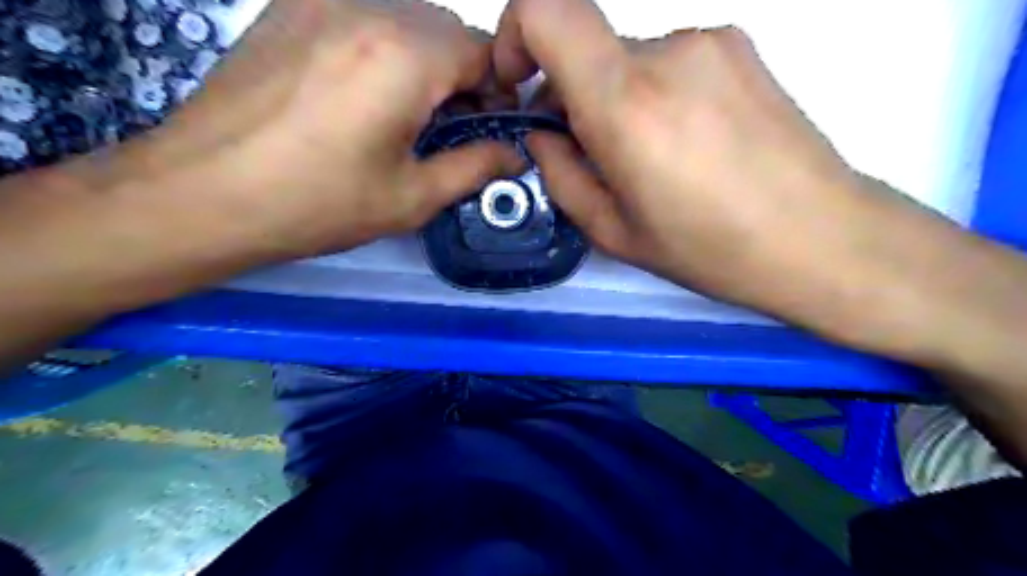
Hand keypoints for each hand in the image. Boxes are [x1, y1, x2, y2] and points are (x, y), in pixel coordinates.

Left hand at [131, 0, 521, 258]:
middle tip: (448, 126)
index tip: (488, 127)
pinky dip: (382, 48)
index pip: (484, 49)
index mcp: (405, 56)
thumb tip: (516, 155)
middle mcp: (367, 7)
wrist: (203, 194)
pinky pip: (360, 15)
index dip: (498, 89)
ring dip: (423, 60)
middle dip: (462, 74)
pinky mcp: (288, 6)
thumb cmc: (319, 203)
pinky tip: (362, 93)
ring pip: (405, 18)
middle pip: (446, 28)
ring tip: (404, 114)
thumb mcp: (412, 196)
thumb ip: (475, 167)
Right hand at [489, 0, 899, 323]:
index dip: (515, 33)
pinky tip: (686, 144)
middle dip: (573, 96)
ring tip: (652, 159)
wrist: (820, 237)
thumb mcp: (612, 231)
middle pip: (588, 48)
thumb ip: (561, 174)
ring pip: (629, 61)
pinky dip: (656, 94)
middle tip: (596, 155)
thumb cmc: (708, 249)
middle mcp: (668, 52)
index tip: (519, 82)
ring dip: (619, 100)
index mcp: (626, 103)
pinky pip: (670, 61)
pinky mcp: (741, 46)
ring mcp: (710, 41)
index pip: (546, 9)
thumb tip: (544, 134)